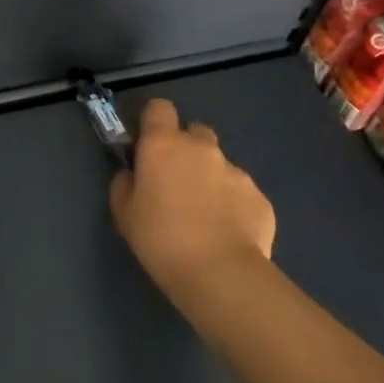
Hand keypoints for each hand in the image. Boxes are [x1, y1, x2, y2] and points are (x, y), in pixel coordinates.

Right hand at [109, 97, 274, 306]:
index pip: (160, 108)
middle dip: (187, 149)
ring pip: (220, 165)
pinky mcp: (260, 198)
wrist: (219, 275)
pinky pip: (241, 193)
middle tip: (177, 182)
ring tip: (206, 216)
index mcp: (164, 144)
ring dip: (211, 179)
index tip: (149, 144)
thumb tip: (133, 173)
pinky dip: (233, 205)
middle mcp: (202, 148)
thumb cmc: (160, 239)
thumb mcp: (123, 212)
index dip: (154, 122)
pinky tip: (226, 233)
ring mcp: (236, 171)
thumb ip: (125, 182)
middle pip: (195, 132)